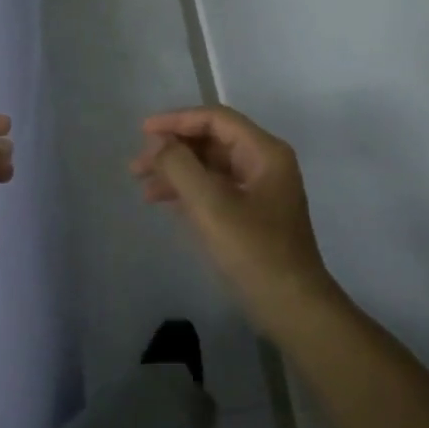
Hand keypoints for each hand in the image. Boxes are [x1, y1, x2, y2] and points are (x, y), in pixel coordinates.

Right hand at [130, 105, 335, 330]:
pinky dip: (189, 191)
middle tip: (137, 166)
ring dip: (177, 172)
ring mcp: (260, 190)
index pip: (216, 119)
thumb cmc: (254, 251)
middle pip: (212, 141)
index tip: (143, 132)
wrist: (291, 307)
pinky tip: (163, 202)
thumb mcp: (211, 205)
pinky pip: (215, 189)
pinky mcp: (252, 214)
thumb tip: (159, 143)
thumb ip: (180, 166)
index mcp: (264, 152)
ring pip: (211, 167)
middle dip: (173, 149)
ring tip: (142, 187)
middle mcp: (265, 163)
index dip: (177, 120)